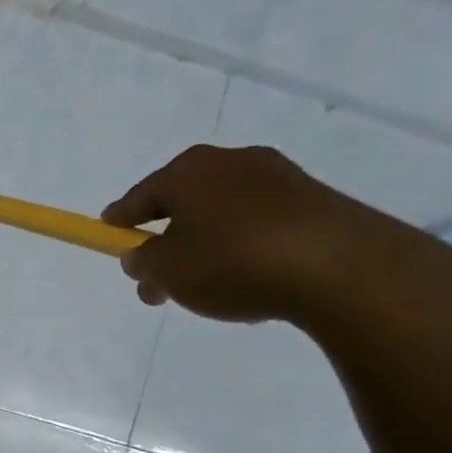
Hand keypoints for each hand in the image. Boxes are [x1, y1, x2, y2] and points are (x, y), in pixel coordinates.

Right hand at [101, 144, 389, 323]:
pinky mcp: (316, 201)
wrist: (342, 268)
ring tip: (206, 290)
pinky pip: (260, 225)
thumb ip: (142, 262)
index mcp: (187, 171)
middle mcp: (231, 162)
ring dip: (205, 248)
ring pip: (222, 216)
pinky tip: (249, 281)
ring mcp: (279, 178)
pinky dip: (244, 248)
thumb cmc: (233, 261)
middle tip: (157, 283)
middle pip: (182, 205)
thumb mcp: (167, 271)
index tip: (109, 237)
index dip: (119, 221)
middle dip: (165, 243)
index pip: (139, 197)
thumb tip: (142, 255)